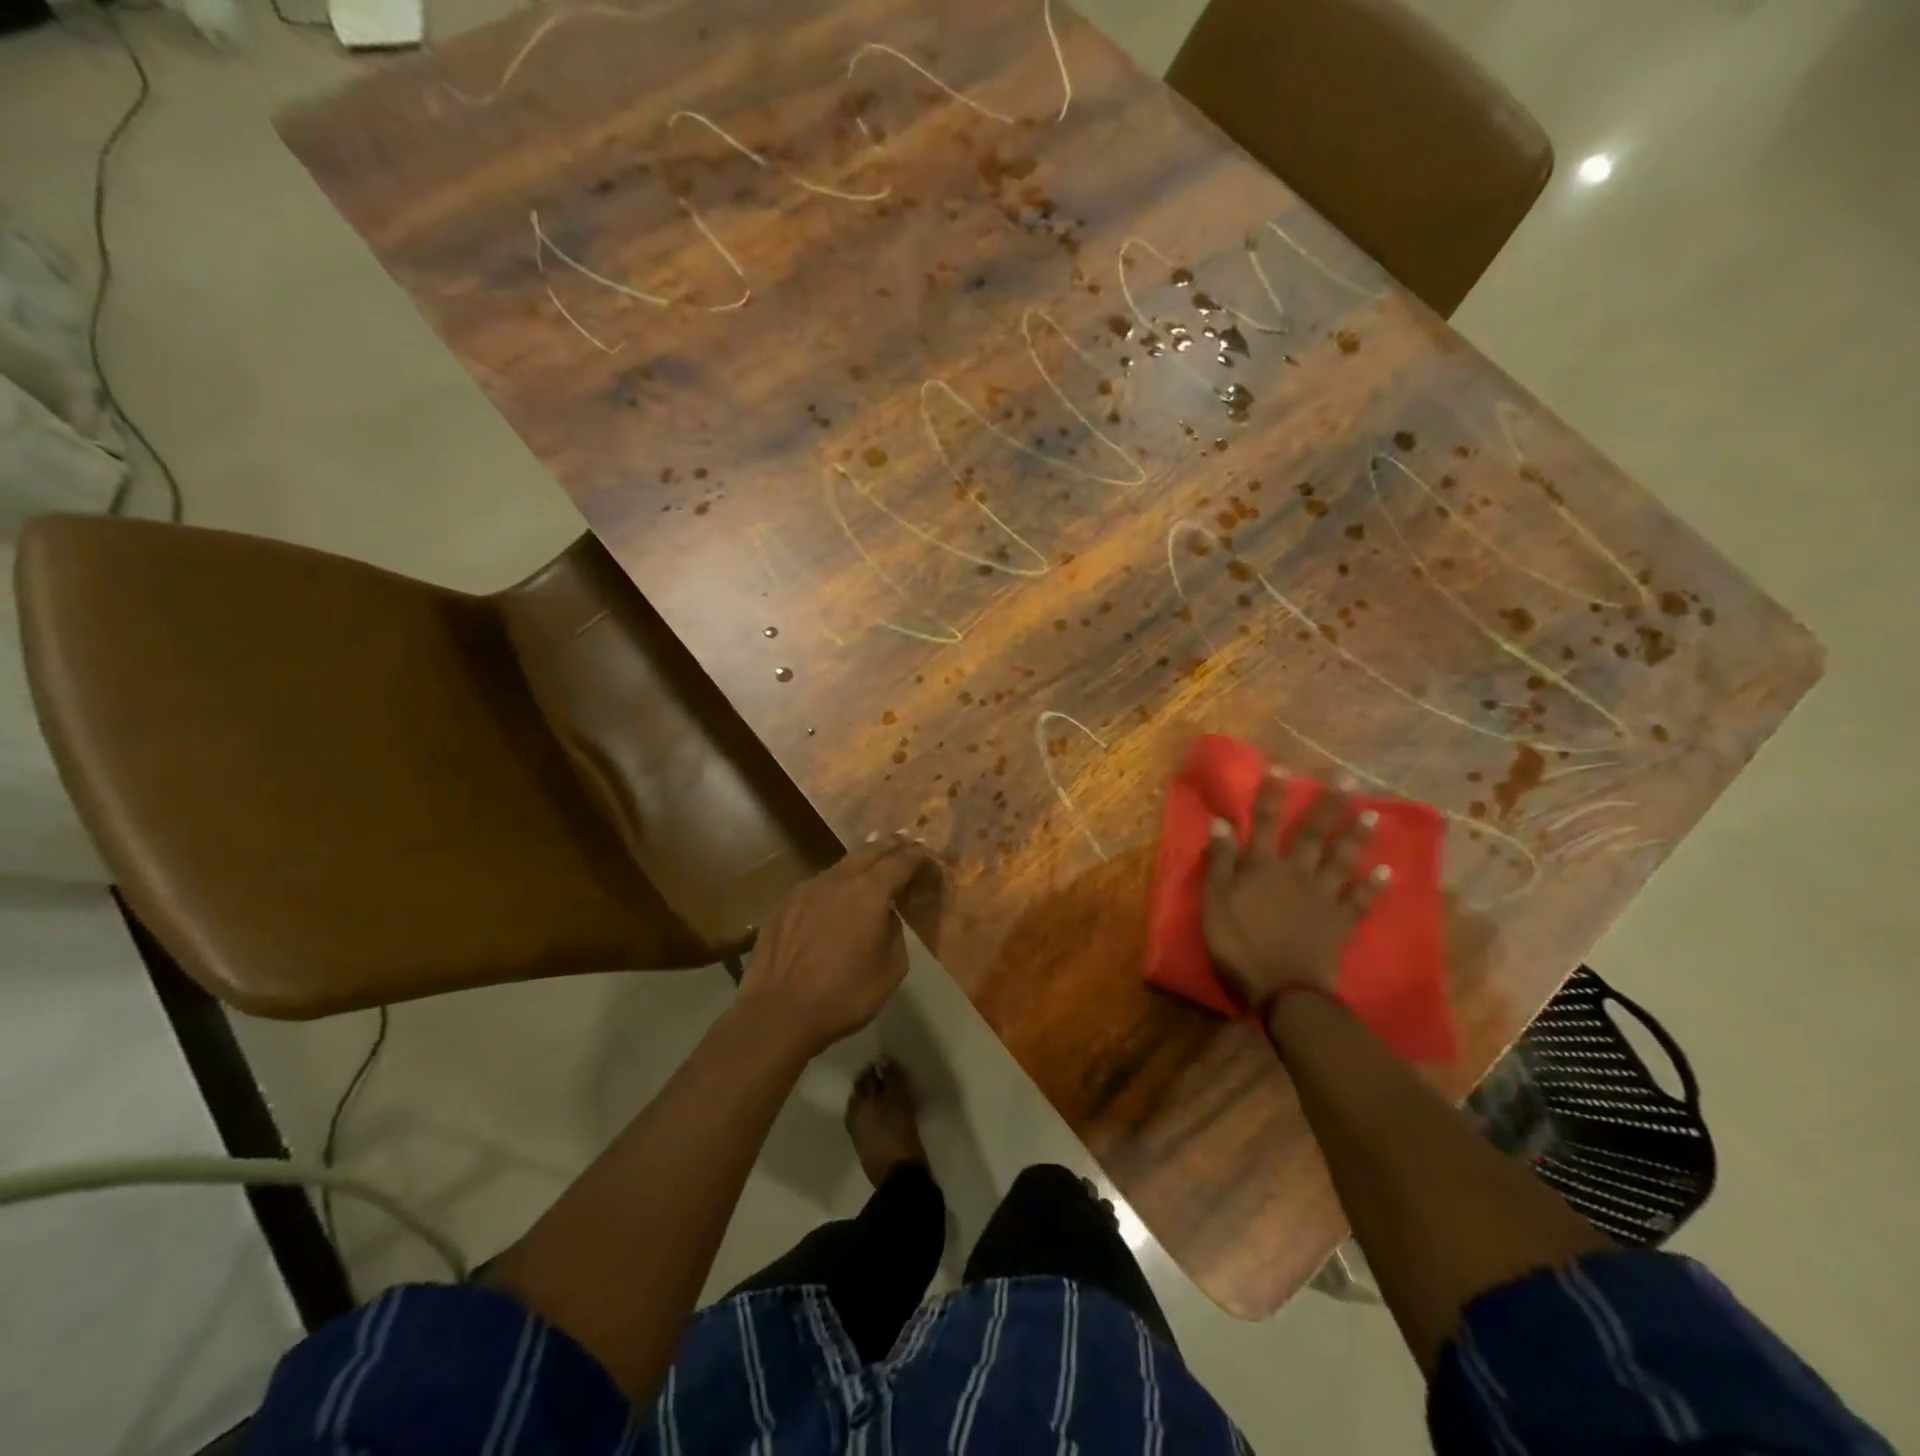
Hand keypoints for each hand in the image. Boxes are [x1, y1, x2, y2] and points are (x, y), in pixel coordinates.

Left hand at [737, 834, 932, 1057]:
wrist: (779, 1012)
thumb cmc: (844, 995)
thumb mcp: (891, 969)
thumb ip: (895, 932)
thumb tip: (885, 915)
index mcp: (870, 892)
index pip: (901, 861)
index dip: (917, 856)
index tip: (927, 856)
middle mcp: (839, 879)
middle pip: (870, 850)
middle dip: (891, 847)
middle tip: (905, 848)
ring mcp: (807, 888)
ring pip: (842, 865)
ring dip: (861, 864)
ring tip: (872, 871)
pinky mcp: (785, 902)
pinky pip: (818, 885)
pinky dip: (835, 885)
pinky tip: (834, 900)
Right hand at [1202, 775, 1388, 1007]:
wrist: (1284, 989)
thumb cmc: (1240, 944)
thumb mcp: (1215, 902)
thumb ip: (1220, 862)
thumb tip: (1221, 822)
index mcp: (1263, 866)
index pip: (1265, 822)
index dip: (1272, 795)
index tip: (1282, 767)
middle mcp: (1297, 872)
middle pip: (1313, 833)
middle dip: (1328, 805)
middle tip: (1348, 780)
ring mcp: (1323, 897)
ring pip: (1342, 860)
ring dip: (1357, 836)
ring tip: (1373, 813)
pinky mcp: (1341, 922)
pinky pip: (1360, 901)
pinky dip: (1374, 886)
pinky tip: (1387, 872)